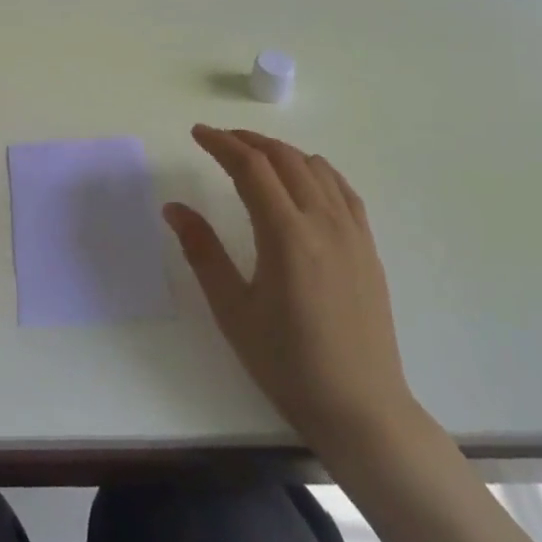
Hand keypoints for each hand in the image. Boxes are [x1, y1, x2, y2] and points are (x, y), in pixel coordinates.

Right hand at [167, 126, 421, 467]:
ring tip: (253, 157)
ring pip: (315, 167)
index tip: (196, 133)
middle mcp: (323, 222)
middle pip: (283, 158)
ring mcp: (352, 233)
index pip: (251, 167)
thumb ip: (202, 251)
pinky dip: (315, 170)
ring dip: (280, 151)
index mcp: (286, 235)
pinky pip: (341, 189)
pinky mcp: (368, 247)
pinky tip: (302, 180)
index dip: (221, 143)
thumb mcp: (232, 310)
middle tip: (217, 141)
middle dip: (247, 140)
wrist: (361, 408)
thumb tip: (174, 208)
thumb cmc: (287, 363)